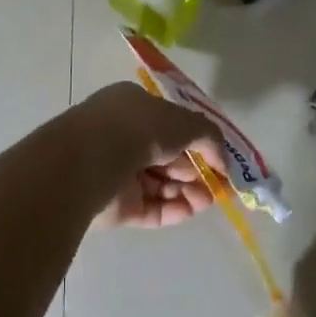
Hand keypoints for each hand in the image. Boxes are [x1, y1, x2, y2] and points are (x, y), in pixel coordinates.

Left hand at [78, 82, 221, 229]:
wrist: (93, 161)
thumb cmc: (139, 128)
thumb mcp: (183, 120)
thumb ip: (208, 136)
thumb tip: (222, 159)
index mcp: (132, 106)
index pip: (168, 122)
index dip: (194, 138)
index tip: (216, 156)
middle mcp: (122, 135)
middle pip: (166, 155)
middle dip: (194, 169)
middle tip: (218, 183)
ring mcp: (117, 172)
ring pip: (160, 183)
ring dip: (187, 191)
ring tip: (208, 200)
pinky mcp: (115, 207)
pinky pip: (150, 208)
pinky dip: (172, 209)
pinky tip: (192, 210)